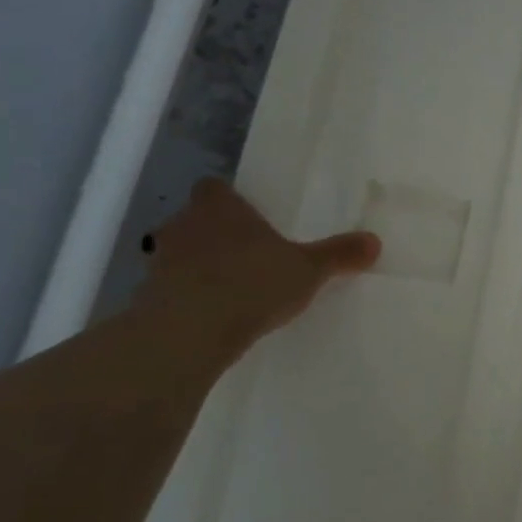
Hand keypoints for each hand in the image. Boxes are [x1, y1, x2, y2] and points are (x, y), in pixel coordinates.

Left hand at [134, 179, 379, 357]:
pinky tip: (213, 317)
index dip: (229, 198)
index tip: (250, 215)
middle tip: (249, 252)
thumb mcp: (308, 269)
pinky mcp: (147, 299)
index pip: (214, 187)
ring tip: (232, 288)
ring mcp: (160, 262)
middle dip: (217, 233)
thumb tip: (374, 241)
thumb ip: (338, 254)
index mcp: (220, 207)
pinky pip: (171, 290)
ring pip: (181, 254)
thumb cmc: (251, 283)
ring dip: (200, 266)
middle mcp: (184, 226)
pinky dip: (188, 298)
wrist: (188, 333)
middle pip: (196, 219)